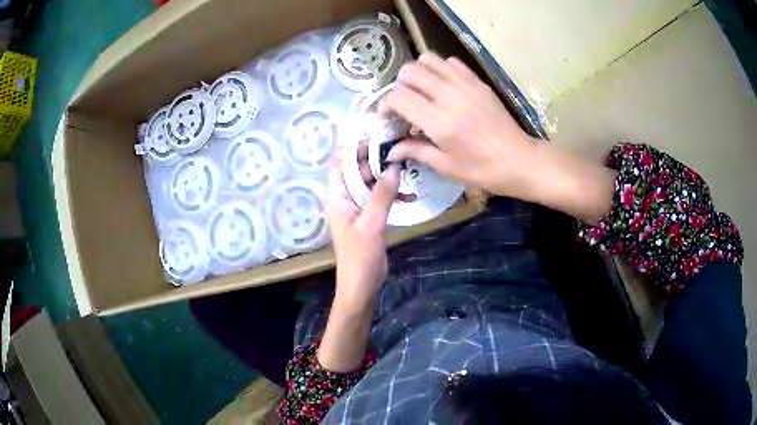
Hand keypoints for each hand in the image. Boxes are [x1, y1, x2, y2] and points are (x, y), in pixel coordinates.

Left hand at [318, 157, 398, 372]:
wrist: (361, 285)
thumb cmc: (359, 256)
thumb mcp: (371, 224)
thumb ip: (381, 195)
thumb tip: (393, 167)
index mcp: (336, 197)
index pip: (339, 162)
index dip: (354, 147)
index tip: (377, 137)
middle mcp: (344, 197)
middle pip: (357, 169)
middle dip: (376, 159)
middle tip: (400, 150)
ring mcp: (357, 207)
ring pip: (370, 182)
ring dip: (386, 177)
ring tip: (407, 170)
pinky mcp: (368, 216)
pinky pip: (378, 197)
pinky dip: (391, 194)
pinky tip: (408, 195)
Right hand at [383, 53, 615, 223]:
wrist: (520, 161)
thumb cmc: (482, 170)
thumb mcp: (446, 167)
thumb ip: (416, 151)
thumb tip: (391, 149)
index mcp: (439, 122)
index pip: (399, 97)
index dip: (385, 104)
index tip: (387, 116)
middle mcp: (449, 97)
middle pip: (410, 73)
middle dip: (399, 86)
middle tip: (404, 103)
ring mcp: (465, 86)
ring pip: (429, 61)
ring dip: (418, 73)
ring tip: (421, 90)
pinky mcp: (478, 82)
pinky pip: (452, 63)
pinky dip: (440, 68)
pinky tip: (442, 85)